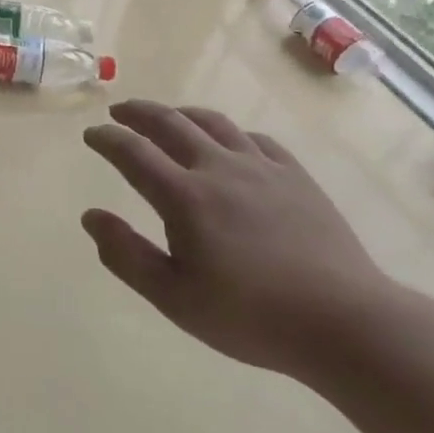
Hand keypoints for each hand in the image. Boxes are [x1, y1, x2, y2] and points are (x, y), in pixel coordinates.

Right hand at [81, 100, 403, 377]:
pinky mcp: (296, 176)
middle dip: (138, 113)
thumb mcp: (173, 297)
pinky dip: (229, 132)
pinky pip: (255, 139)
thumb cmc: (249, 316)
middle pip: (171, 124)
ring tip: (168, 116)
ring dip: (181, 113)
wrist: (343, 321)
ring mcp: (262, 168)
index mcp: (185, 197)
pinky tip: (229, 142)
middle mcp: (219, 168)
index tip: (91, 134)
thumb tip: (90, 216)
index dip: (107, 139)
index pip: (133, 153)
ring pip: (213, 123)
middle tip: (119, 111)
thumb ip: (126, 255)